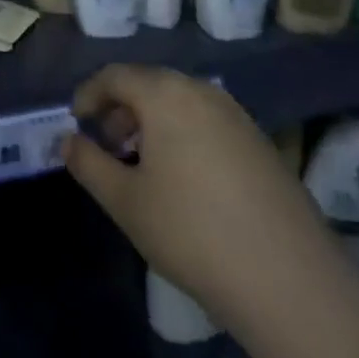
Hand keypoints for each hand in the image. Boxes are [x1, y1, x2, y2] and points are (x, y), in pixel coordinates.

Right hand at [64, 64, 351, 344]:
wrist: (291, 281)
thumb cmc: (191, 231)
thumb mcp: (125, 201)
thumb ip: (88, 163)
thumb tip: (68, 141)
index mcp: (166, 95)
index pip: (115, 76)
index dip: (89, 94)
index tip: (76, 121)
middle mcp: (203, 92)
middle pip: (150, 84)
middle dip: (121, 108)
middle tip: (106, 144)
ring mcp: (238, 117)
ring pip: (181, 102)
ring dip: (152, 122)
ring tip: (141, 163)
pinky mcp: (262, 144)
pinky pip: (208, 122)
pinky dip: (183, 134)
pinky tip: (182, 179)